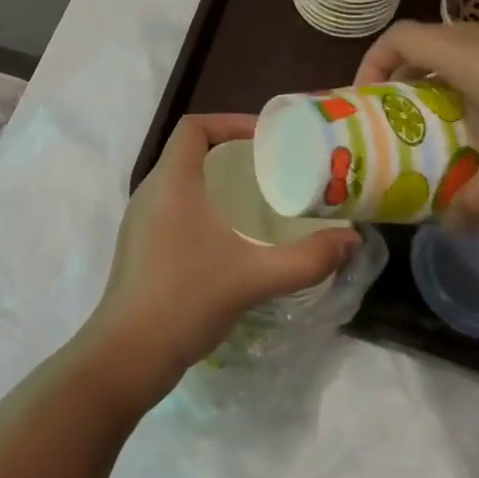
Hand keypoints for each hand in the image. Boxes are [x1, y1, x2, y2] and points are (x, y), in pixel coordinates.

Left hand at [82, 114, 359, 403]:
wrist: (127, 355)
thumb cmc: (187, 300)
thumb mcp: (254, 278)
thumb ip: (307, 259)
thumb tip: (351, 240)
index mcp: (171, 183)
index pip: (194, 127)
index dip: (229, 122)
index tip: (266, 139)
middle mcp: (150, 192)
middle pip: (188, 151)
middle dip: (229, 151)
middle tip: (270, 168)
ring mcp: (140, 220)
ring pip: (179, 180)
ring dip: (214, 180)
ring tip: (256, 198)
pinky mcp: (139, 245)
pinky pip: (172, 206)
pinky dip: (200, 205)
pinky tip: (228, 236)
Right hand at [356, 20, 478, 222]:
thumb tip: (451, 230)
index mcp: (466, 53)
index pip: (398, 38)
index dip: (372, 63)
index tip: (366, 99)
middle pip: (425, 45)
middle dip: (404, 81)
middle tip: (400, 123)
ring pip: (461, 54)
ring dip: (443, 85)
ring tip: (444, 129)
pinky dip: (477, 86)